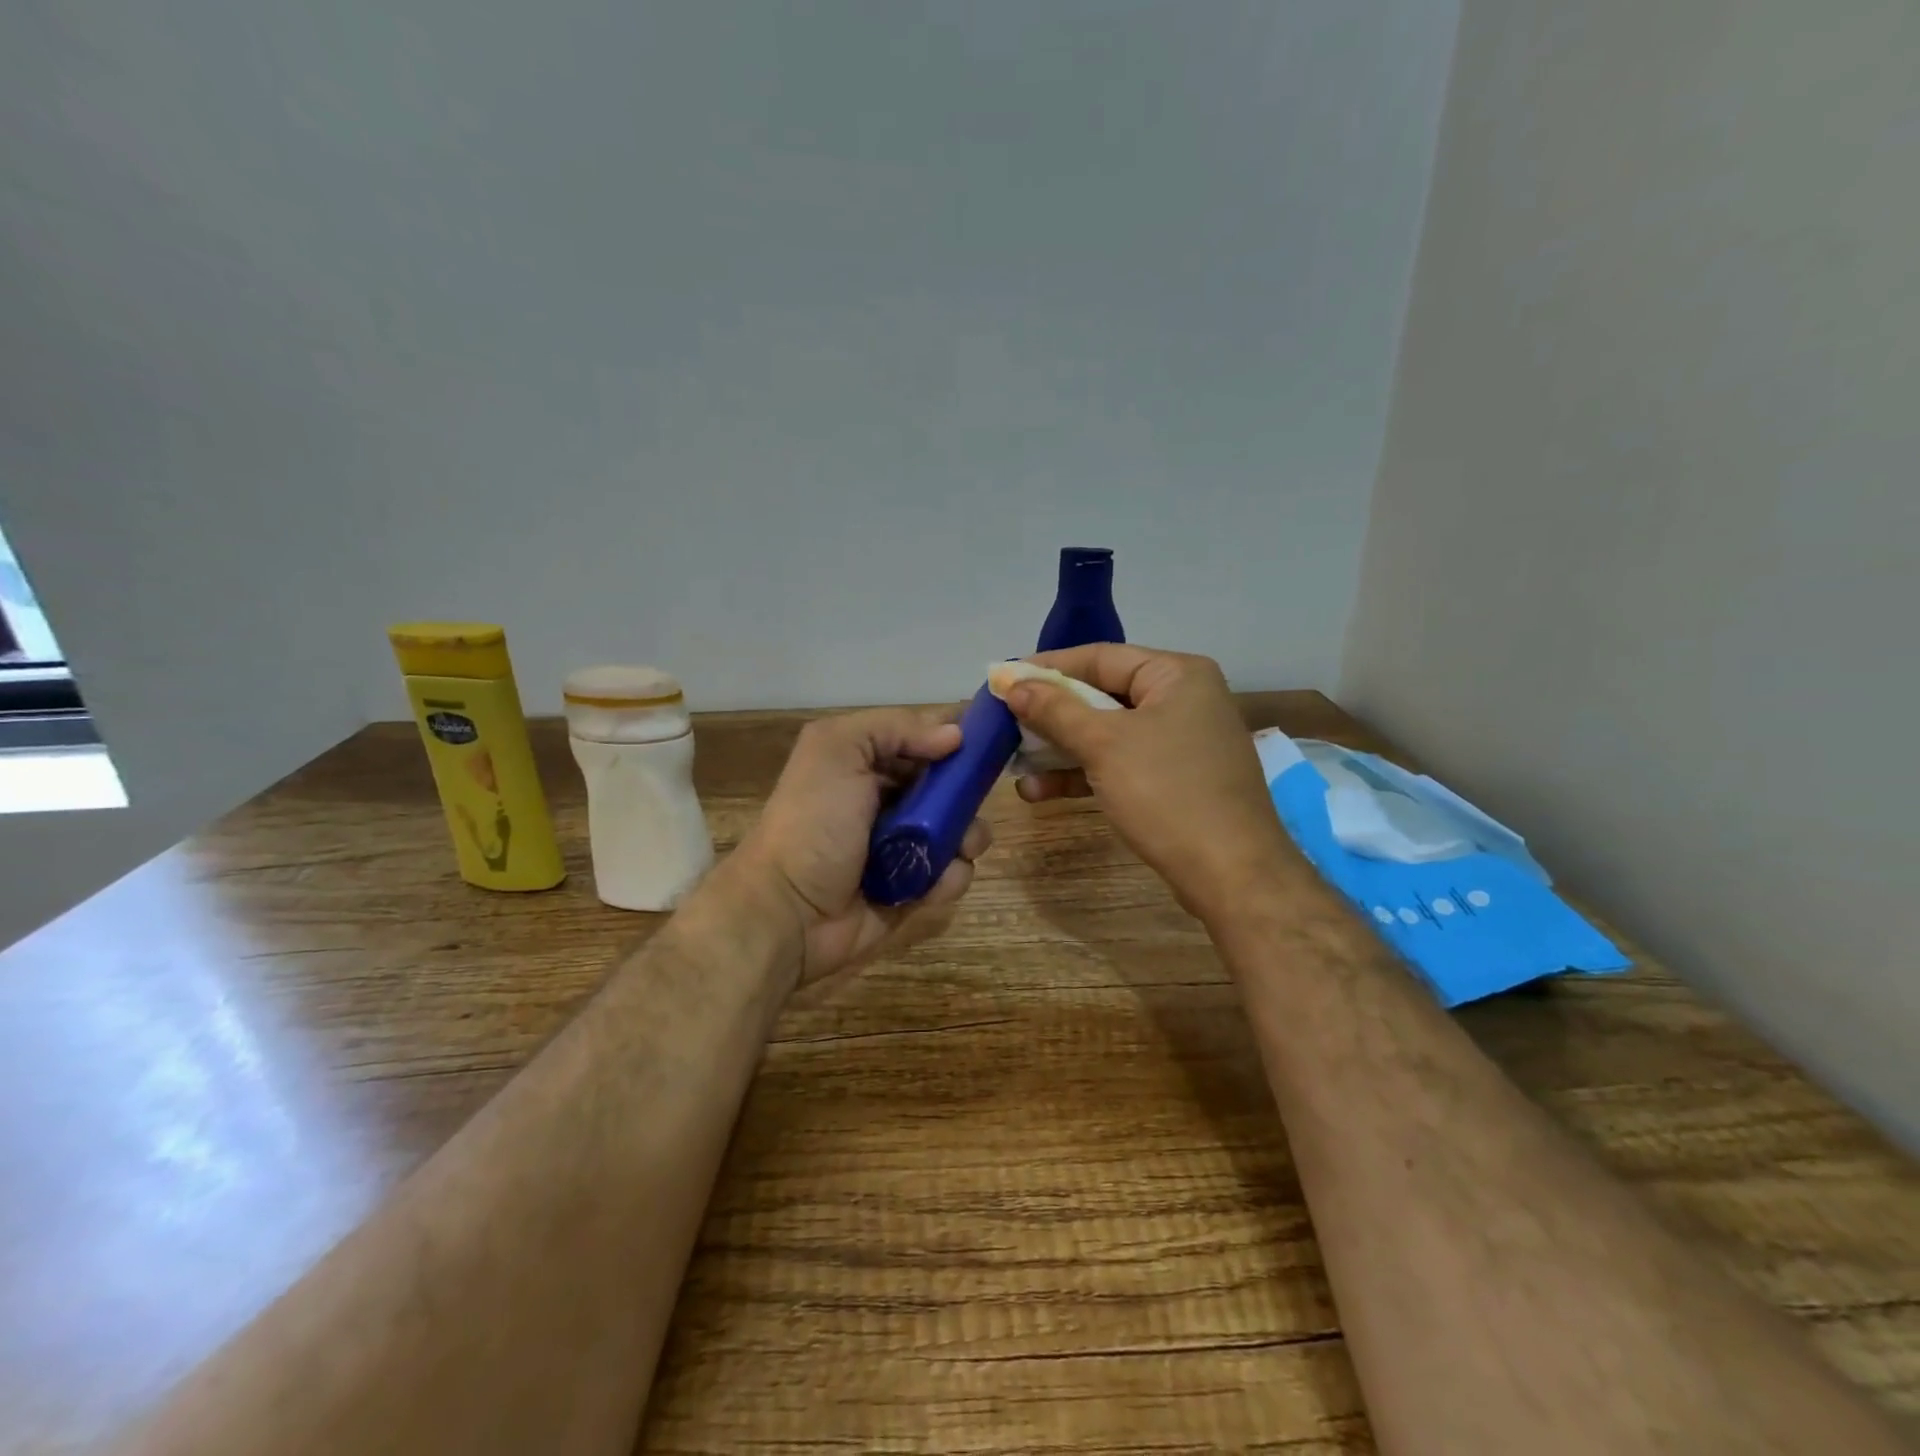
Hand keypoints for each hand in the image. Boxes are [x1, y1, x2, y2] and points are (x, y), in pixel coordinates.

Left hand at [727, 708, 992, 984]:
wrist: (788, 912)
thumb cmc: (813, 823)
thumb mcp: (838, 750)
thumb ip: (894, 727)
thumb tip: (955, 735)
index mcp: (866, 762)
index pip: (923, 738)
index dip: (958, 736)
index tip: (990, 740)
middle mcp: (886, 800)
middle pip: (949, 786)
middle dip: (967, 793)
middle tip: (970, 803)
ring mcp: (902, 847)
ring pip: (959, 831)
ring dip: (967, 837)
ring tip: (959, 848)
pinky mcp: (913, 889)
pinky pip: (951, 876)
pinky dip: (950, 878)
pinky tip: (933, 884)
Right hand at [1003, 644, 1295, 923]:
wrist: (1233, 875)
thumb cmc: (1168, 794)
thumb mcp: (1104, 745)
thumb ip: (1055, 710)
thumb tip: (1013, 684)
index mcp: (1177, 674)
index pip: (1100, 657)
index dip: (1047, 667)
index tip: (1003, 679)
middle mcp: (1182, 700)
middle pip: (1102, 695)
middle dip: (1050, 714)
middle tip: (1004, 723)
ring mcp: (1180, 742)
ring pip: (1107, 734)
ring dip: (1059, 749)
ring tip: (1013, 764)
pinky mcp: (1174, 780)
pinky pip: (1120, 764)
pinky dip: (1083, 774)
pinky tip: (1040, 792)